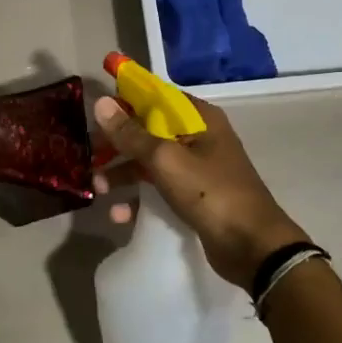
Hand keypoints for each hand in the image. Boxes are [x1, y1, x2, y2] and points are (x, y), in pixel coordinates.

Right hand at [93, 93, 307, 288]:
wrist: (252, 246)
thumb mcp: (165, 159)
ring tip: (98, 189)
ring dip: (122, 173)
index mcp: (198, 118)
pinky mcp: (193, 197)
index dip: (125, 99)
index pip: (155, 96)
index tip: (95, 109)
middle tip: (90, 155)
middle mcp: (198, 137)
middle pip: (148, 130)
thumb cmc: (210, 193)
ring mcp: (196, 169)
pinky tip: (118, 214)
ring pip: (149, 161)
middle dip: (117, 143)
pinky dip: (137, 199)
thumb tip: (101, 102)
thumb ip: (131, 133)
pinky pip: (158, 189)